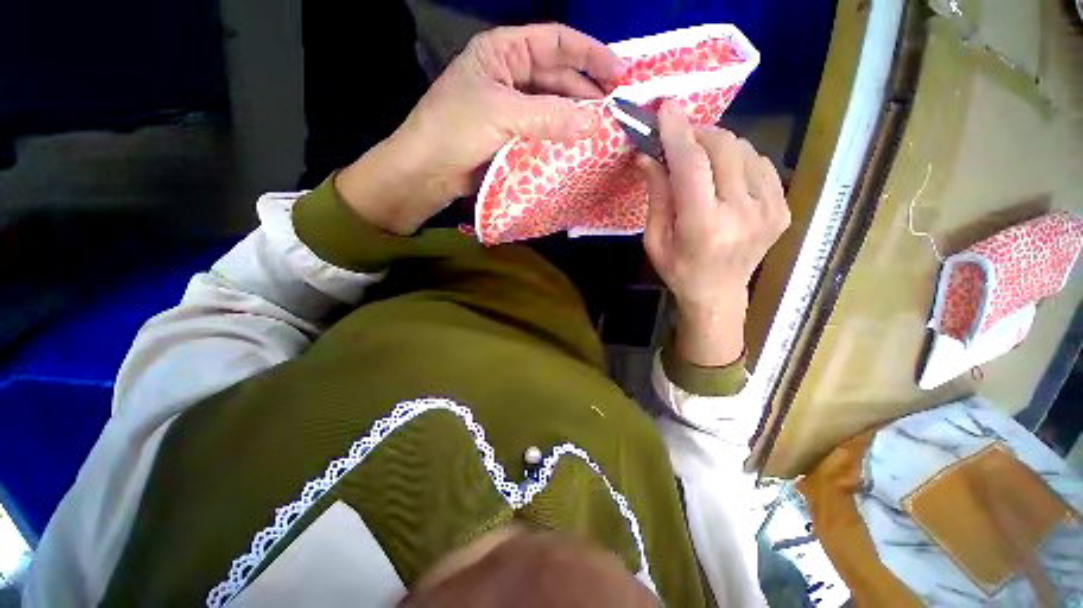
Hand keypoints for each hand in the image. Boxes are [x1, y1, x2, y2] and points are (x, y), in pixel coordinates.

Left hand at [336, 24, 625, 234]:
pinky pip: (545, 131)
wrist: (429, 171)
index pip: (555, 42)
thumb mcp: (502, 114)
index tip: (619, 73)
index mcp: (503, 52)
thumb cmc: (456, 130)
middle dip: (587, 89)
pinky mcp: (513, 136)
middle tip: (617, 107)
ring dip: (577, 115)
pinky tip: (579, 144)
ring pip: (553, 105)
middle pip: (558, 75)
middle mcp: (511, 75)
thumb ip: (549, 116)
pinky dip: (562, 137)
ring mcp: (513, 107)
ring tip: (604, 127)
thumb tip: (592, 124)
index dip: (589, 53)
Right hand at [639, 101, 789, 366]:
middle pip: (723, 148)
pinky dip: (738, 159)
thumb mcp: (655, 240)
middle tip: (679, 137)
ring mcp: (769, 209)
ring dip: (717, 145)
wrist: (719, 294)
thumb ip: (656, 195)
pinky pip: (760, 164)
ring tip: (700, 159)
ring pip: (744, 150)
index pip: (692, 166)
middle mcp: (742, 213)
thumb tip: (647, 156)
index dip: (678, 133)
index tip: (666, 108)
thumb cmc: (679, 270)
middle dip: (698, 133)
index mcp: (704, 227)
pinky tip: (725, 176)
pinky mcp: (782, 207)